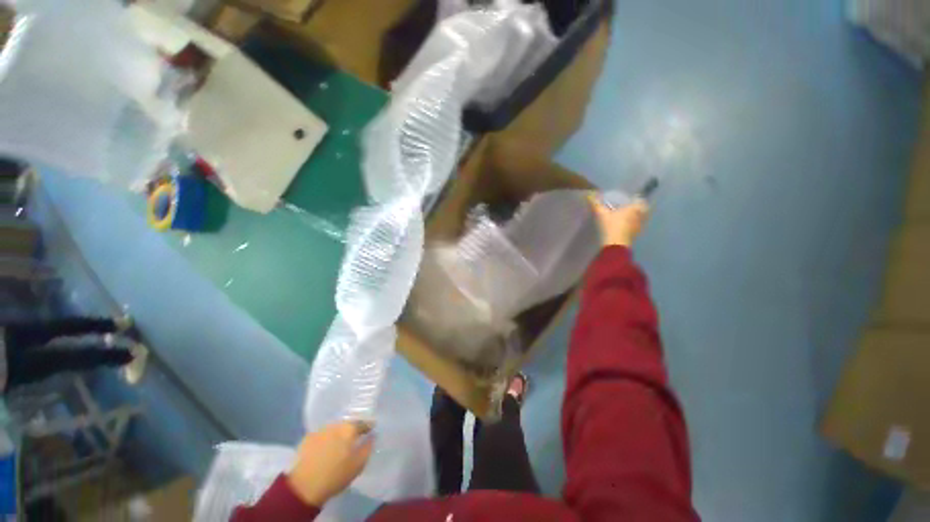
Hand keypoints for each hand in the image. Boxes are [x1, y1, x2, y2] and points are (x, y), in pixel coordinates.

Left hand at [287, 421, 373, 507]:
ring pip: (334, 429)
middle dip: (351, 431)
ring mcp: (320, 430)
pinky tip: (324, 450)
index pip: (363, 423)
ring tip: (338, 446)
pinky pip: (322, 435)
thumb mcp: (358, 464)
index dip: (368, 427)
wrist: (304, 486)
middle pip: (347, 424)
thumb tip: (372, 436)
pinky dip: (326, 440)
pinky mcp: (307, 438)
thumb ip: (368, 447)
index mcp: (349, 429)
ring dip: (337, 434)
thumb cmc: (336, 475)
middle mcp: (335, 424)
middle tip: (353, 441)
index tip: (370, 432)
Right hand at [587, 194, 649, 246]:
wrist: (616, 244)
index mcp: (634, 208)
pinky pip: (638, 226)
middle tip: (630, 206)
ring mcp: (639, 226)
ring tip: (628, 216)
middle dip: (639, 207)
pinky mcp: (636, 235)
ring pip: (642, 218)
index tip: (631, 198)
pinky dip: (634, 225)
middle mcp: (640, 216)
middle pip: (644, 209)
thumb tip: (589, 194)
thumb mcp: (602, 214)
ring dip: (638, 216)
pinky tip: (626, 226)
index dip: (636, 198)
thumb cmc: (611, 226)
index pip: (640, 200)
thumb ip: (596, 204)